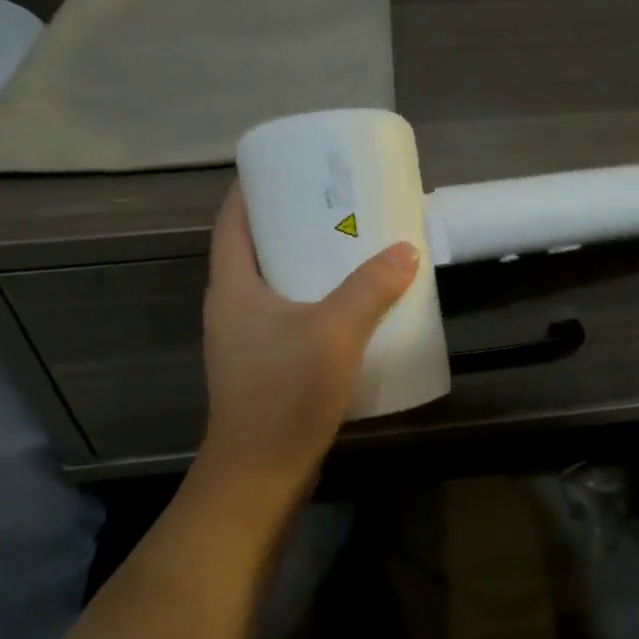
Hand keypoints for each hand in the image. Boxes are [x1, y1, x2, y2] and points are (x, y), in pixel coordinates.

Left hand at [198, 185, 418, 491]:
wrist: (262, 472)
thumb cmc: (285, 393)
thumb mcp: (333, 332)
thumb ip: (370, 289)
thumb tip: (405, 250)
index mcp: (232, 287)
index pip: (232, 220)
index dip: (254, 187)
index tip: (289, 166)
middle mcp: (232, 308)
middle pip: (256, 249)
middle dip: (291, 222)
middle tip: (335, 204)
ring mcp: (247, 341)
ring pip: (275, 285)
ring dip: (306, 264)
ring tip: (350, 247)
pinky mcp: (266, 367)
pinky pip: (290, 317)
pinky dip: (316, 301)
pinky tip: (351, 307)